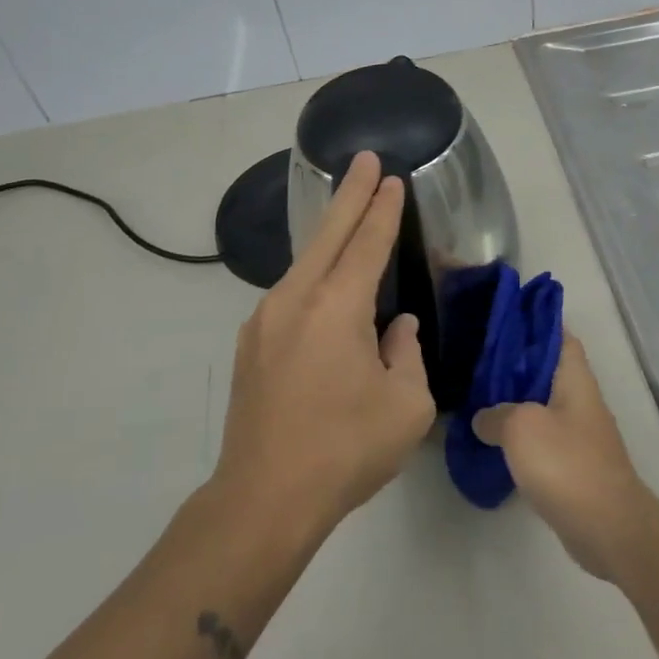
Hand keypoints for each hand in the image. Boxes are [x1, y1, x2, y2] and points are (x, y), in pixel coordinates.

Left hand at [212, 151, 436, 534]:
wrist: (263, 499)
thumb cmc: (345, 450)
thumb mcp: (405, 405)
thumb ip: (406, 354)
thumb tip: (396, 328)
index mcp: (336, 308)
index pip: (367, 243)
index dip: (383, 209)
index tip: (392, 179)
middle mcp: (294, 300)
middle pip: (327, 234)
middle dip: (349, 194)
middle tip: (364, 160)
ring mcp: (264, 321)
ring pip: (304, 263)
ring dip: (329, 235)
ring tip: (350, 216)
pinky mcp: (252, 345)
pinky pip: (291, 293)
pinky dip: (314, 273)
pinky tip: (327, 284)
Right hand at [472, 333, 658, 581]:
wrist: (607, 526)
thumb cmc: (567, 464)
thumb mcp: (521, 428)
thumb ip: (496, 414)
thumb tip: (483, 418)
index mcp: (575, 379)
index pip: (559, 336)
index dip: (535, 324)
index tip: (503, 320)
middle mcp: (580, 400)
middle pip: (546, 371)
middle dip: (515, 365)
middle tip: (477, 360)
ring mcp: (578, 434)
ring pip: (541, 405)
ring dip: (514, 402)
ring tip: (476, 397)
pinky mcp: (573, 464)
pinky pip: (542, 438)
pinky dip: (519, 436)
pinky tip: (492, 441)